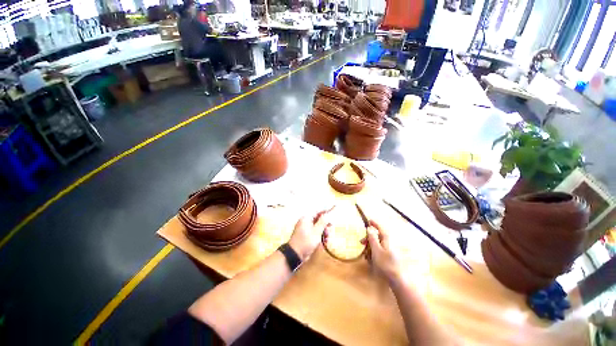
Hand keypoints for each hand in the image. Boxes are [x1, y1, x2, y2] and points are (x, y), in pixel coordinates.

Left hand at [289, 208, 332, 261]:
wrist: (295, 255)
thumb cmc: (306, 242)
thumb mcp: (317, 231)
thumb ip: (323, 222)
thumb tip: (327, 214)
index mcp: (306, 218)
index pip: (317, 211)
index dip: (325, 212)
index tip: (332, 214)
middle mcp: (305, 222)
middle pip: (318, 220)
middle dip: (325, 225)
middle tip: (329, 230)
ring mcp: (305, 229)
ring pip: (317, 227)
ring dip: (323, 232)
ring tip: (327, 239)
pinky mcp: (306, 236)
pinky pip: (315, 233)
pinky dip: (319, 236)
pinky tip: (324, 242)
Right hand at [366, 219, 402, 283]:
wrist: (398, 280)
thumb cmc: (386, 264)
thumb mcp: (376, 250)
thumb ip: (372, 238)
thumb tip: (370, 228)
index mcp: (387, 239)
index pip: (380, 227)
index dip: (374, 223)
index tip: (368, 220)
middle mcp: (389, 243)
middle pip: (377, 237)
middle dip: (369, 239)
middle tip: (361, 243)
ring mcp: (390, 251)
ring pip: (378, 246)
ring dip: (370, 249)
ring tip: (367, 257)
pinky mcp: (390, 259)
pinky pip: (380, 253)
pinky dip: (375, 255)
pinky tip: (372, 262)